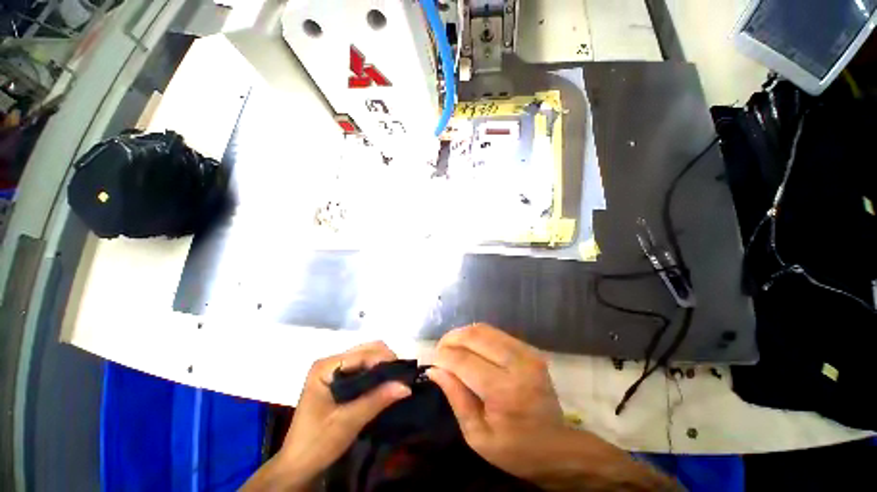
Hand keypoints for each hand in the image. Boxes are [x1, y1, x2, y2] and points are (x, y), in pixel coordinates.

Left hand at [242, 342, 411, 490]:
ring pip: (363, 366)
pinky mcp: (335, 390)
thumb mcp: (349, 421)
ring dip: (382, 374)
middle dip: (386, 365)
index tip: (410, 377)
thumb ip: (376, 400)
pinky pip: (359, 378)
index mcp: (325, 368)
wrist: (301, 461)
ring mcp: (331, 378)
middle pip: (364, 354)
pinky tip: (387, 395)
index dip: (387, 361)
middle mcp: (327, 366)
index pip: (363, 353)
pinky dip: (375, 383)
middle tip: (407, 384)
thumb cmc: (320, 440)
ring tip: (402, 389)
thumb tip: (406, 385)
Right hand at [428, 324, 566, 479]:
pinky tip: (474, 354)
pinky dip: (482, 339)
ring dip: (465, 337)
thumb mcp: (476, 435)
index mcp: (503, 390)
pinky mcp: (535, 355)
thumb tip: (435, 370)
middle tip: (438, 356)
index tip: (430, 367)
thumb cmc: (512, 450)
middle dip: (450, 340)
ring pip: (489, 330)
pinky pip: (502, 336)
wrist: (554, 447)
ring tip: (452, 354)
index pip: (462, 359)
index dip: (441, 358)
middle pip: (476, 335)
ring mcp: (531, 357)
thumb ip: (457, 399)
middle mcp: (519, 365)